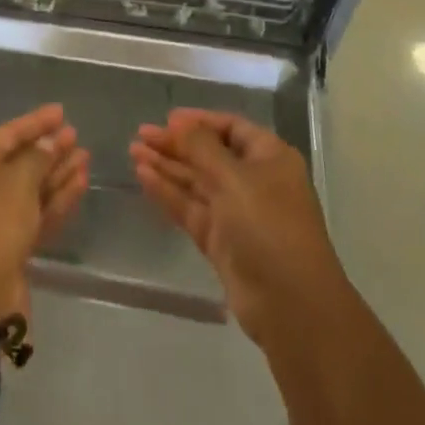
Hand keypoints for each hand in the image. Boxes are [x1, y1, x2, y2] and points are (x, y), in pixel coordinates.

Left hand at [0, 104, 88, 324]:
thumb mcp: (17, 182)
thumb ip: (37, 158)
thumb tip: (50, 143)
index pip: (5, 135)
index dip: (34, 123)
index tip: (61, 112)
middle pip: (19, 162)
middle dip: (48, 149)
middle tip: (76, 136)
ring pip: (32, 189)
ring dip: (58, 173)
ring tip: (85, 157)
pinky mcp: (13, 246)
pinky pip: (37, 213)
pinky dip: (58, 199)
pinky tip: (80, 184)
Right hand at [130, 110, 345, 347]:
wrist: (291, 306)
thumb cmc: (268, 225)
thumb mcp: (233, 177)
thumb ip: (201, 147)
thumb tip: (180, 123)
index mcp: (269, 158)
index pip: (230, 128)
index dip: (199, 121)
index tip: (166, 118)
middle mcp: (254, 181)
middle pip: (209, 154)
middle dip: (176, 144)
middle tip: (141, 135)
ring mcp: (237, 214)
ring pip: (197, 182)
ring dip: (167, 166)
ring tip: (133, 152)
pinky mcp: (221, 242)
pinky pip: (191, 209)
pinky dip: (168, 193)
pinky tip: (143, 178)